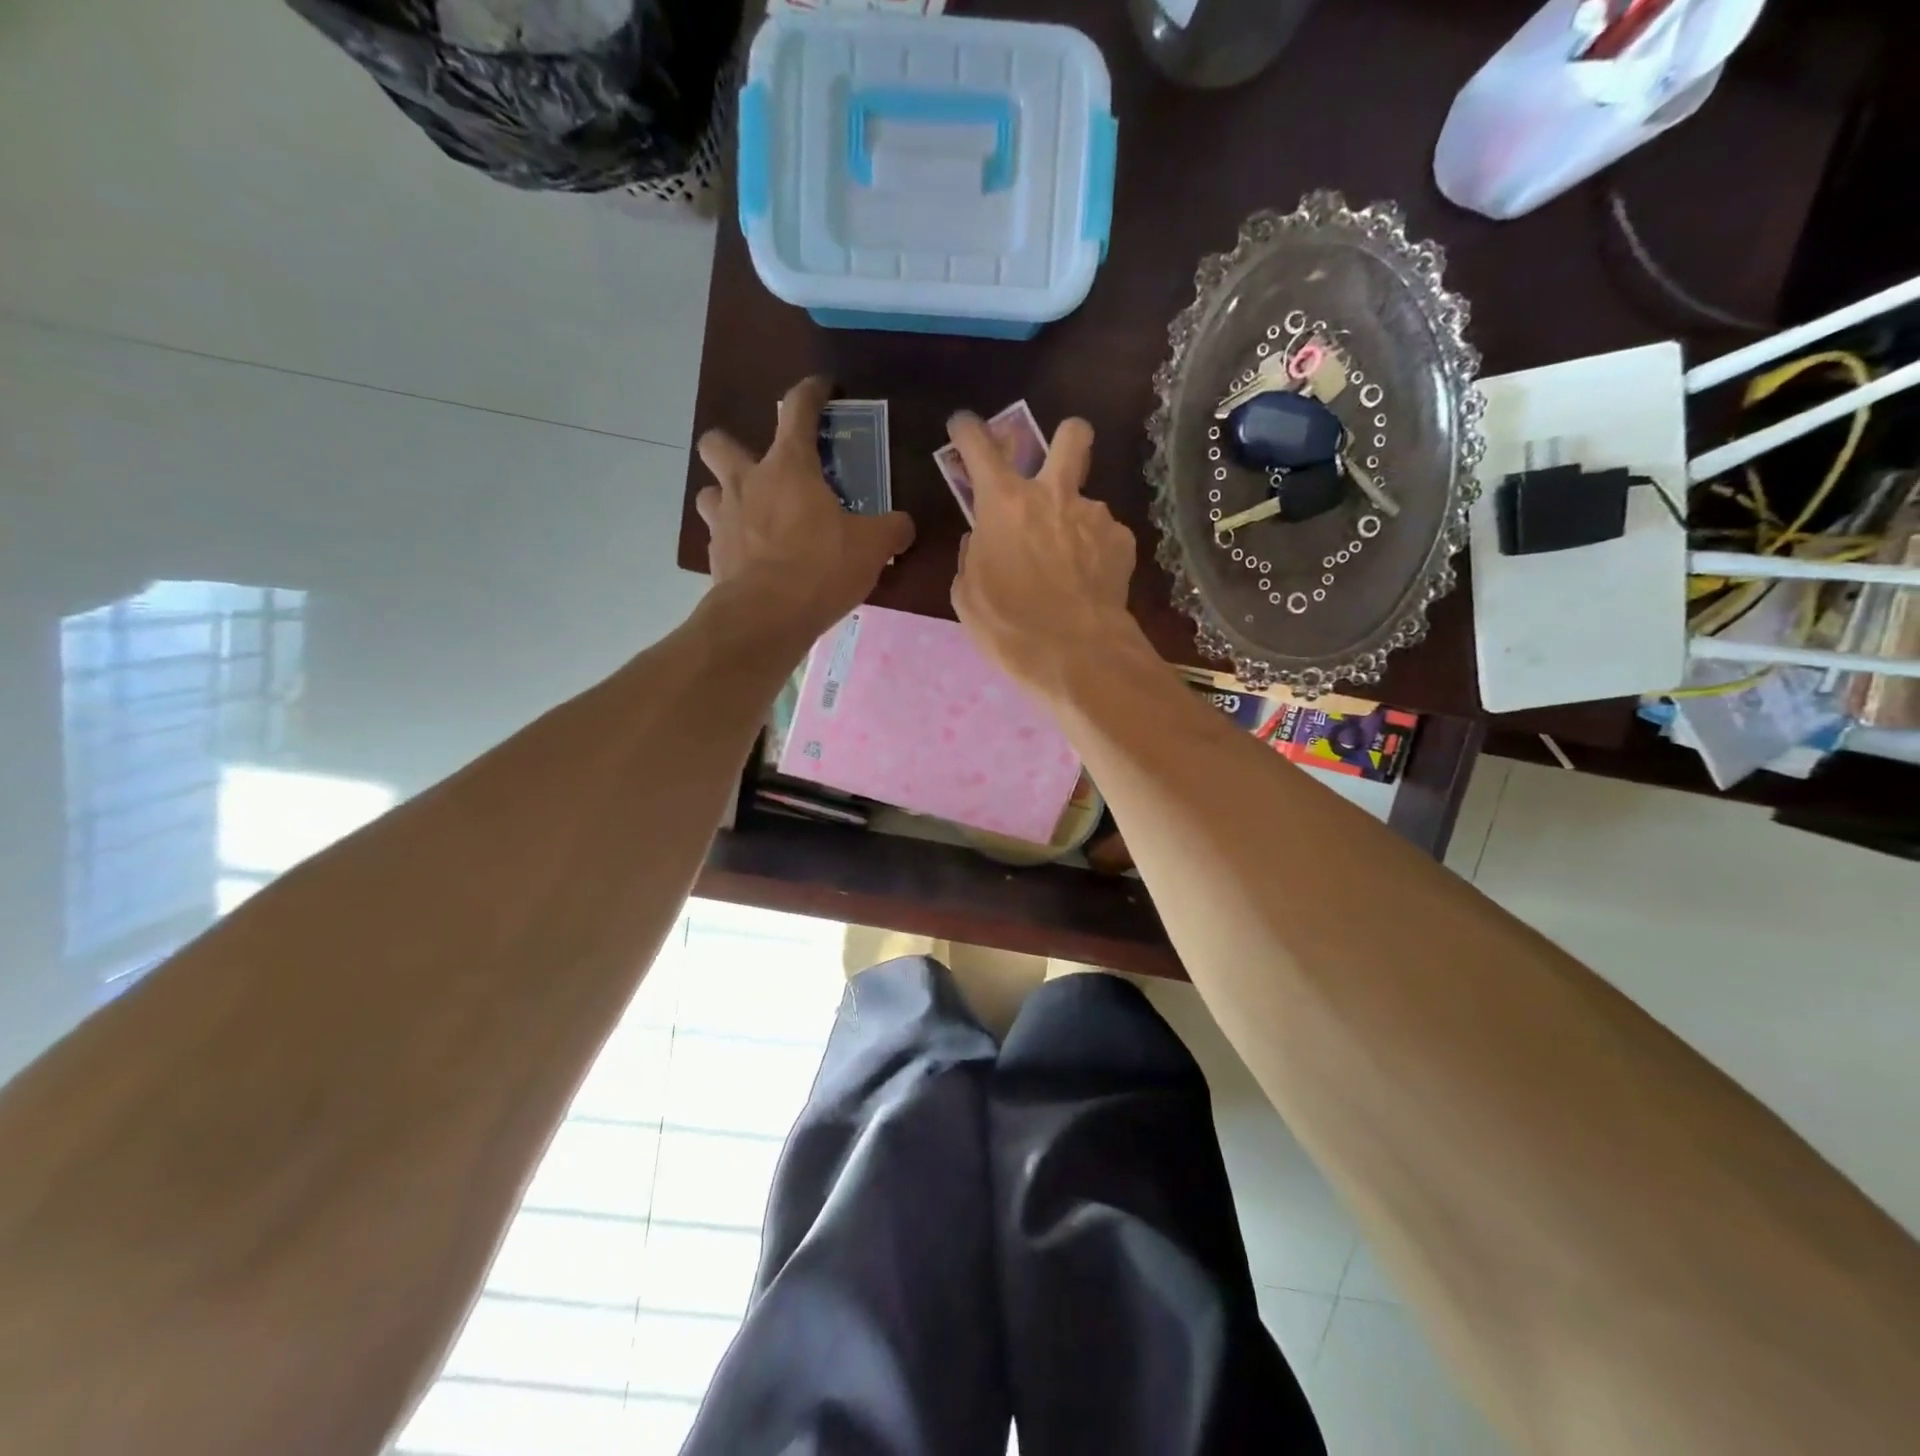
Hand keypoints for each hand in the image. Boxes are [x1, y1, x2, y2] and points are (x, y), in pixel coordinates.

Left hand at [697, 377, 914, 637]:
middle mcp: (746, 482)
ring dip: (727, 497)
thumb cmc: (820, 567)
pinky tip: (754, 560)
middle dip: (734, 447)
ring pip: (709, 491)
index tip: (821, 389)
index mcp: (788, 467)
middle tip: (762, 470)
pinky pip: (718, 537)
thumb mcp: (872, 547)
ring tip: (753, 517)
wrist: (766, 616)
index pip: (797, 409)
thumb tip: (904, 526)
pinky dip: (734, 542)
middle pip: (718, 443)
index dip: (810, 392)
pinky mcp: (714, 556)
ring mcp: (724, 519)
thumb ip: (891, 530)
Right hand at [947, 411, 1138, 694]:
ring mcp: (1094, 515)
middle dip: (1067, 438)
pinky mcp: (1123, 541)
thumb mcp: (968, 595)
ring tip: (1071, 565)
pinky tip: (1089, 583)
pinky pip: (1105, 536)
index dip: (968, 430)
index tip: (964, 426)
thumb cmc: (1009, 626)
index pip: (980, 446)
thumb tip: (982, 540)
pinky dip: (1095, 552)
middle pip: (1072, 435)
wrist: (1074, 655)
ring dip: (1076, 520)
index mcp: (1004, 503)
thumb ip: (974, 556)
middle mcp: (1053, 494)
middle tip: (1058, 464)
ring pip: (1087, 500)